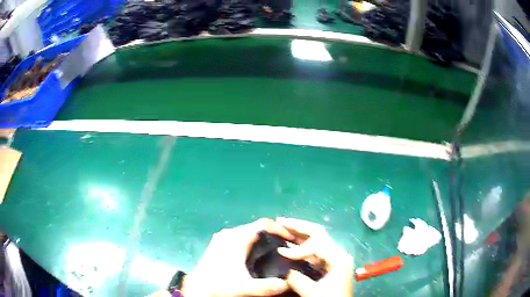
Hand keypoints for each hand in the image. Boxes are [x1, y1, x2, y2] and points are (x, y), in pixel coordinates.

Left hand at [181, 218, 294, 296]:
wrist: (197, 288)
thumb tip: (286, 284)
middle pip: (256, 227)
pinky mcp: (218, 244)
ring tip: (274, 251)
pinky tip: (255, 255)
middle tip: (286, 246)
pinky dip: (251, 242)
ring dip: (261, 239)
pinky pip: (240, 237)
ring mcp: (222, 238)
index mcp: (237, 238)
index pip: (263, 224)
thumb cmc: (220, 285)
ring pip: (247, 232)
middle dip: (272, 234)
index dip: (280, 228)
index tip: (291, 239)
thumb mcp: (245, 288)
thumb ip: (267, 286)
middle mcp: (229, 234)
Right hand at [276, 217, 353, 296]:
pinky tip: (290, 243)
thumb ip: (297, 280)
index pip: (317, 243)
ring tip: (282, 227)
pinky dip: (301, 244)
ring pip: (316, 239)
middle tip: (280, 221)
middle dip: (298, 226)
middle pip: (318, 233)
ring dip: (299, 233)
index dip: (297, 248)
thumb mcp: (313, 293)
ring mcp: (334, 257)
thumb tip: (285, 269)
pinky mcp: (328, 263)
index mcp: (339, 259)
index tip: (280, 253)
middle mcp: (338, 253)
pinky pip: (314, 249)